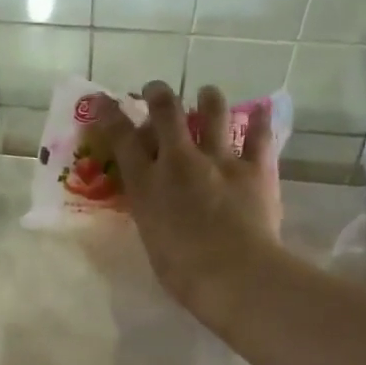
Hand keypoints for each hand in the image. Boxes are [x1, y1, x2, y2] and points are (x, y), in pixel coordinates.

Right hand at [92, 82, 281, 315]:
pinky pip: (260, 136)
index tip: (103, 100)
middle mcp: (179, 162)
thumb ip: (151, 211)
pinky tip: (262, 109)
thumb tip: (154, 201)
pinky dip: (261, 121)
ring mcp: (220, 160)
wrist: (233, 274)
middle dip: (158, 94)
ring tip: (207, 94)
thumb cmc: (182, 272)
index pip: (121, 139)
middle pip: (166, 112)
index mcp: (147, 185)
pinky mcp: (256, 168)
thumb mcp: (150, 238)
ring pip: (214, 113)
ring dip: (208, 99)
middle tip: (157, 91)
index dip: (109, 115)